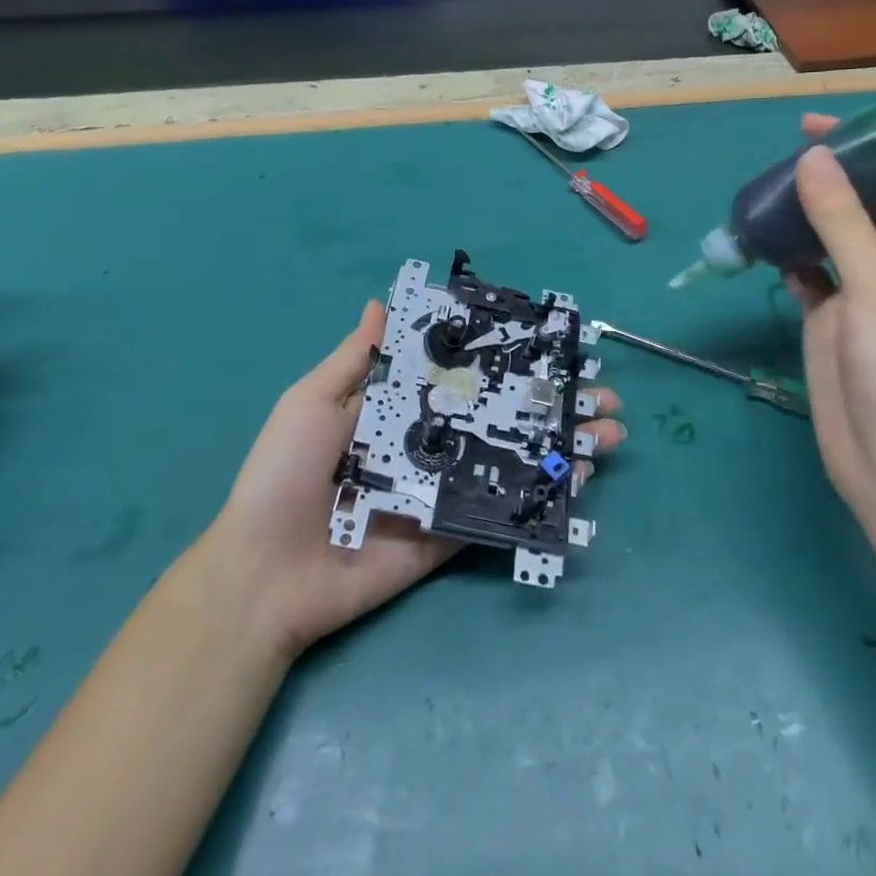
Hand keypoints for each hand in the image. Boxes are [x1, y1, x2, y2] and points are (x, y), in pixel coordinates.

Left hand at [203, 300, 626, 656]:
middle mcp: (431, 442)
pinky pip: (502, 509)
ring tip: (610, 428)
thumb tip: (380, 302)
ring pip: (514, 458)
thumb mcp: (313, 401)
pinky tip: (580, 474)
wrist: (265, 573)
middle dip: (552, 400)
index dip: (507, 357)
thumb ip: (356, 359)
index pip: (464, 373)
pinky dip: (543, 493)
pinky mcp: (451, 533)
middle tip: (601, 390)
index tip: (553, 342)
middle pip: (501, 413)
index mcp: (400, 408)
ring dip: (562, 442)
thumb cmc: (286, 473)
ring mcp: (445, 488)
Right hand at [789, 113, 875, 525]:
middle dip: (821, 180)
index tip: (813, 128)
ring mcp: (855, 297)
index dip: (862, 152)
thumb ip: (843, 222)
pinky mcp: (824, 322)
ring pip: (824, 240)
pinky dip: (782, 257)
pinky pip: (802, 275)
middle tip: (773, 162)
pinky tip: (758, 244)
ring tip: (757, 196)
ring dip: (796, 217)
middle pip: (856, 208)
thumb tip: (814, 158)